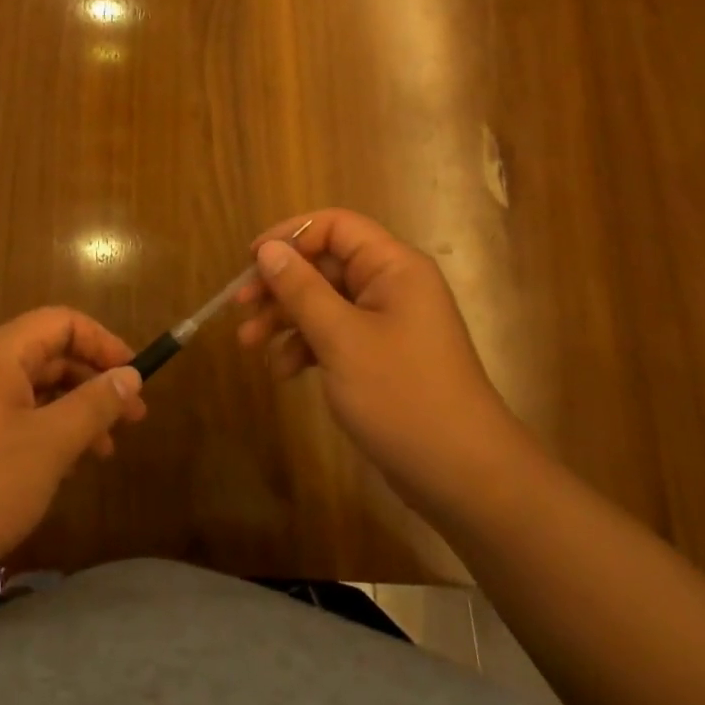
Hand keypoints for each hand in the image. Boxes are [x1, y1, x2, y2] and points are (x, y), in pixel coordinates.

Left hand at [0, 308, 147, 587]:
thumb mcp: (50, 444)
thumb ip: (94, 404)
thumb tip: (131, 375)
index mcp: (1, 353)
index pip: (62, 322)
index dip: (103, 342)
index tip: (135, 376)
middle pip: (51, 354)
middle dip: (95, 380)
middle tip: (134, 417)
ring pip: (38, 390)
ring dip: (77, 411)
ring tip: (107, 448)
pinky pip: (20, 417)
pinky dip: (51, 432)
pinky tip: (69, 466)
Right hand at [236, 209, 512, 508]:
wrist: (463, 477)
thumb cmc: (402, 395)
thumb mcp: (342, 339)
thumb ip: (301, 290)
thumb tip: (267, 249)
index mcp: (393, 267)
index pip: (335, 226)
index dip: (290, 236)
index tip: (251, 261)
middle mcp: (391, 286)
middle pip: (324, 265)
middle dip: (280, 285)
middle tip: (240, 307)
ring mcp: (387, 323)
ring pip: (324, 301)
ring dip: (285, 318)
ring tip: (249, 345)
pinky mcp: (381, 356)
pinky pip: (335, 334)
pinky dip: (306, 346)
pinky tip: (282, 372)